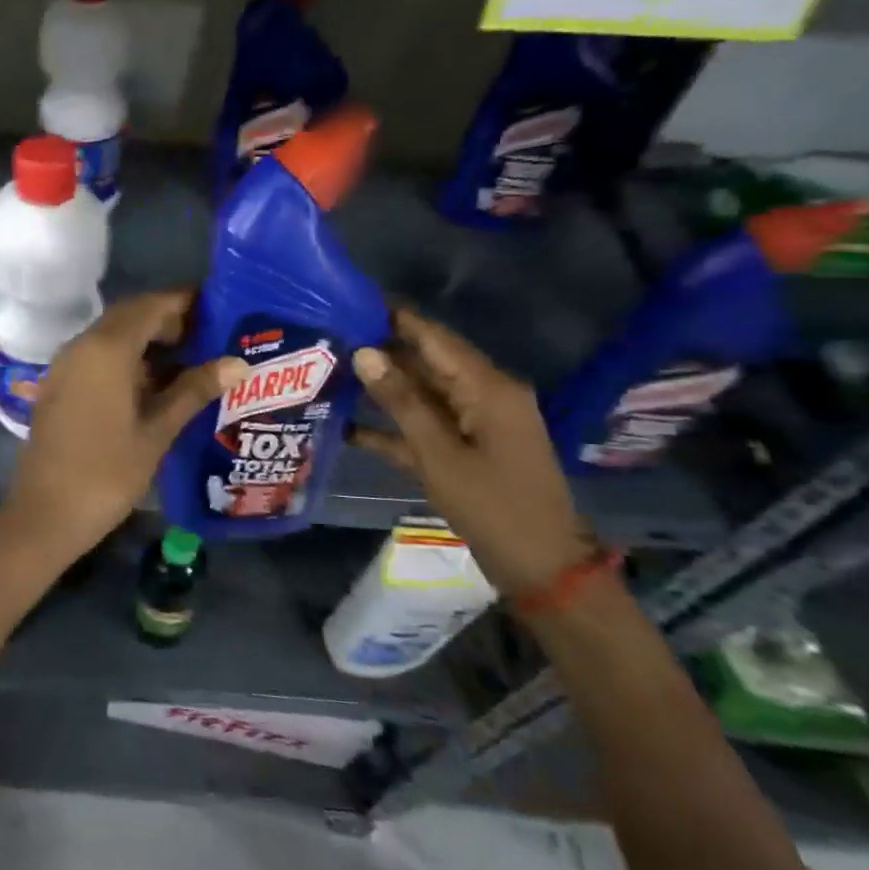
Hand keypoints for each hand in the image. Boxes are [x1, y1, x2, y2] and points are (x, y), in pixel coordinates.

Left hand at [1, 291, 247, 565]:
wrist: (45, 514)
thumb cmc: (107, 473)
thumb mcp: (157, 431)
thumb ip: (194, 390)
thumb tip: (238, 363)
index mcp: (107, 349)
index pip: (151, 306)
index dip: (185, 302)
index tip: (219, 306)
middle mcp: (82, 345)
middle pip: (130, 315)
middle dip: (169, 319)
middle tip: (210, 336)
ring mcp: (66, 364)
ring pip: (112, 335)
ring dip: (148, 339)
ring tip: (192, 359)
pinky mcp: (60, 384)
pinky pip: (98, 355)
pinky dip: (127, 357)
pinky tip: (155, 383)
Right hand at [348, 307, 589, 597]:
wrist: (540, 569)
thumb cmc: (493, 506)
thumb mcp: (440, 454)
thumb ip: (401, 401)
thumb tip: (365, 352)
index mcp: (488, 388)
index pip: (434, 338)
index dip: (395, 317)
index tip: (352, 300)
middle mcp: (483, 397)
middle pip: (425, 364)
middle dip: (380, 353)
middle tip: (328, 339)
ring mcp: (474, 425)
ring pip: (420, 396)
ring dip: (380, 390)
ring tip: (329, 373)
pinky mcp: (464, 451)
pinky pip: (423, 429)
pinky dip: (391, 429)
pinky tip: (346, 427)